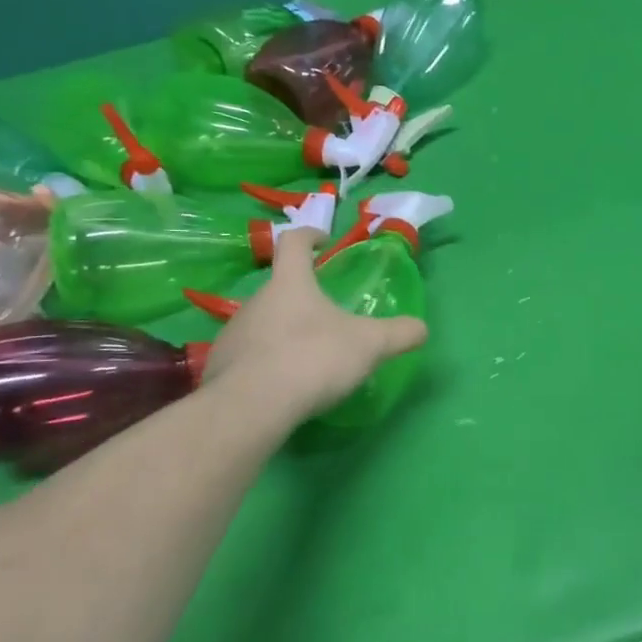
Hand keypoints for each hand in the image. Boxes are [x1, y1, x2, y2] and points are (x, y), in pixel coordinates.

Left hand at [201, 229, 427, 424]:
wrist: (252, 406)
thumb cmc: (313, 358)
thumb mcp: (369, 345)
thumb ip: (399, 334)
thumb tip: (421, 328)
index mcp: (291, 283)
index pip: (295, 243)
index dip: (310, 236)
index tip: (324, 241)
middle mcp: (256, 300)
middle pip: (279, 287)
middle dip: (302, 297)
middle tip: (327, 318)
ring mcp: (234, 333)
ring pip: (262, 323)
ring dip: (283, 332)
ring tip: (306, 358)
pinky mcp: (220, 366)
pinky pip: (247, 357)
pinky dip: (266, 363)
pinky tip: (283, 386)